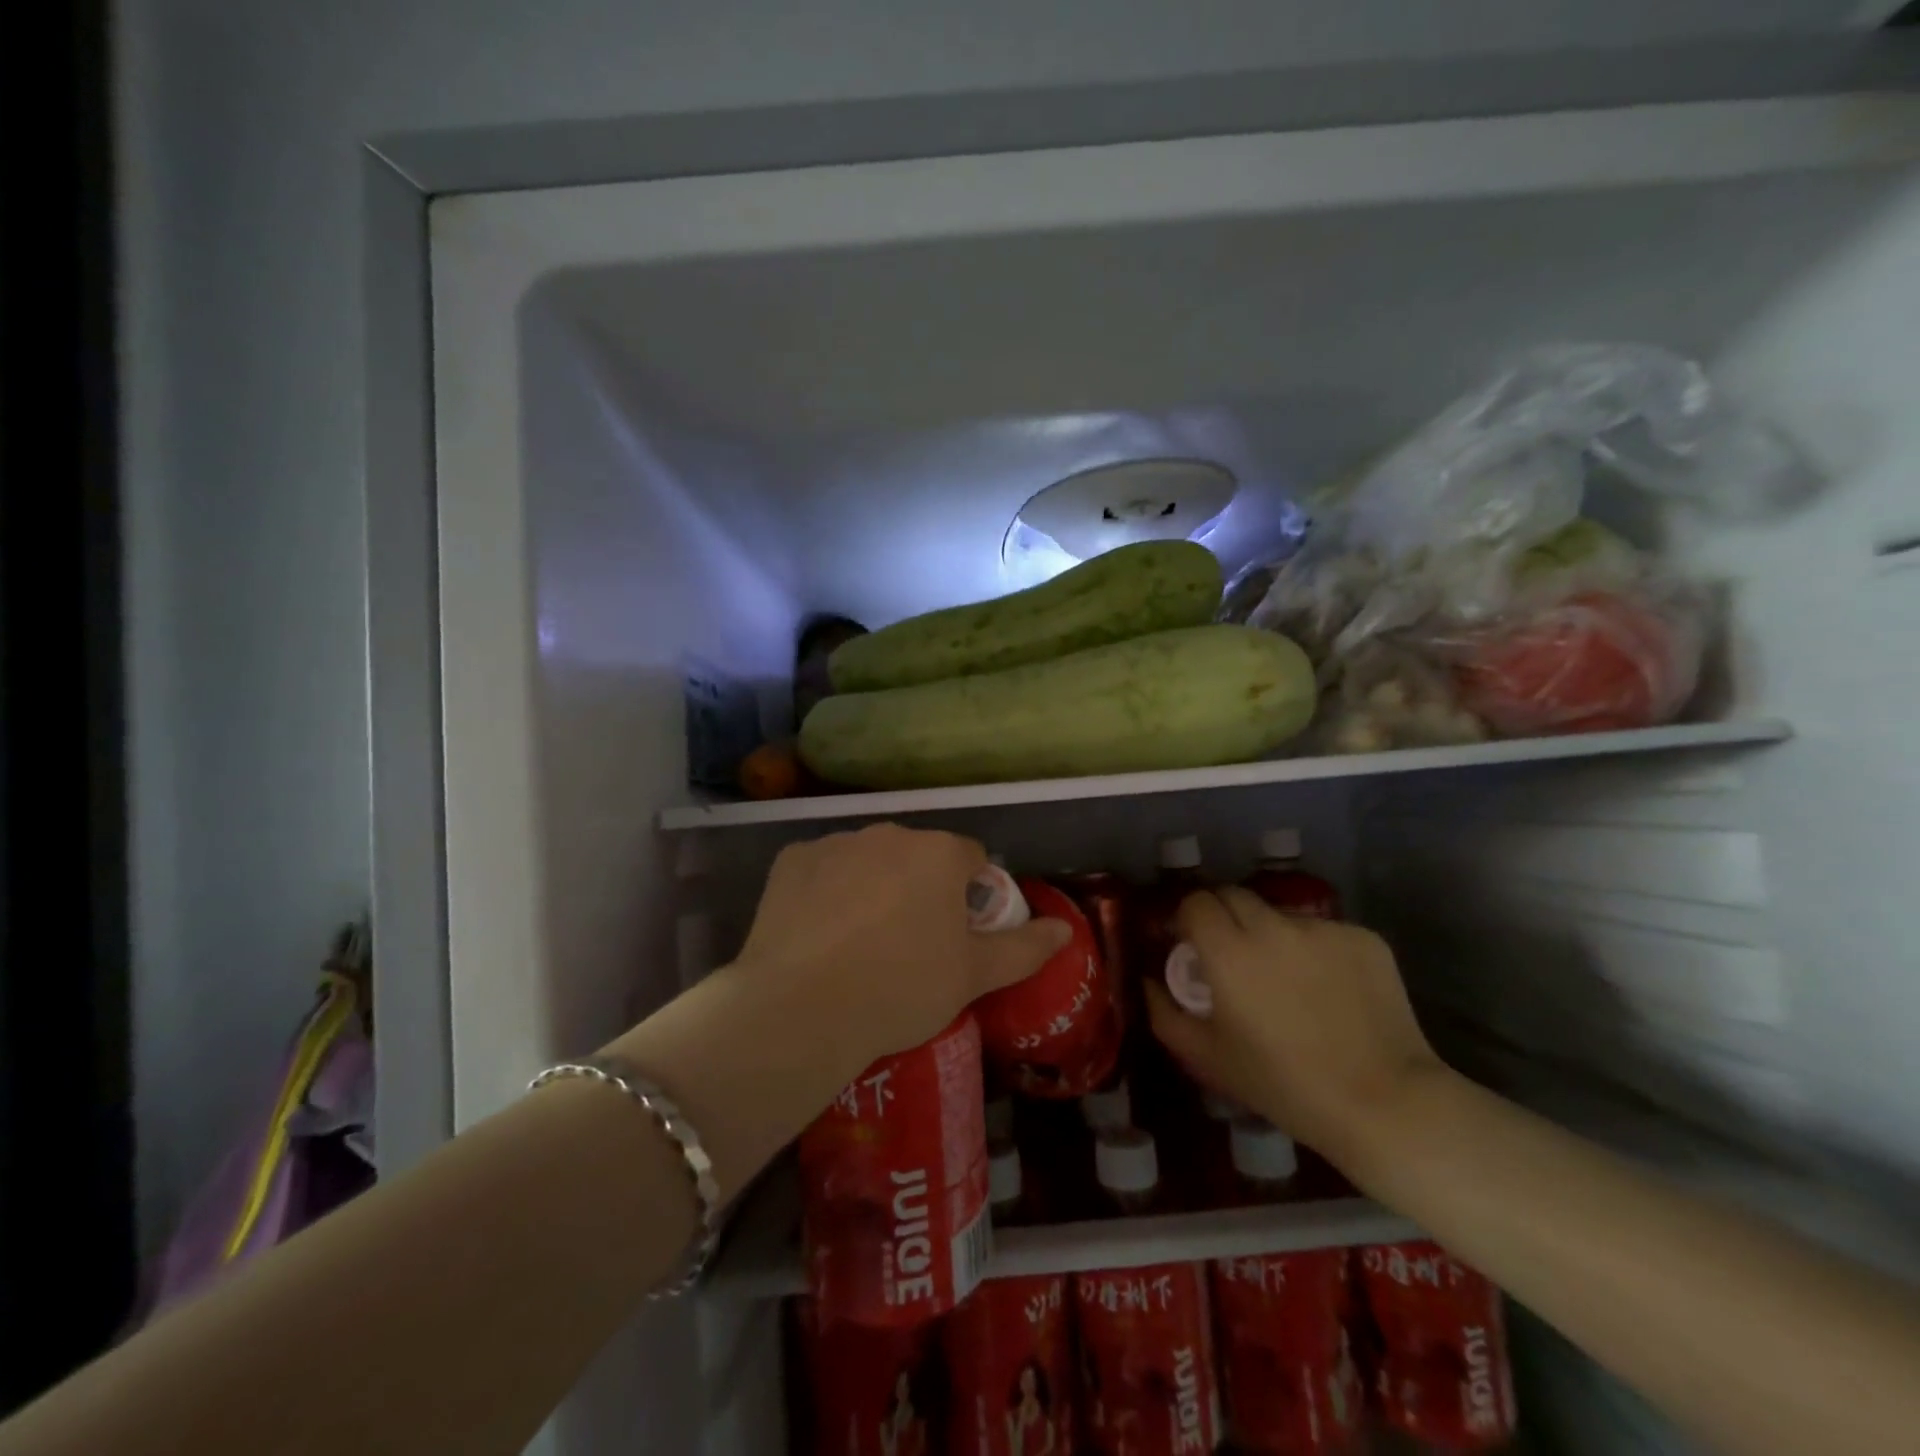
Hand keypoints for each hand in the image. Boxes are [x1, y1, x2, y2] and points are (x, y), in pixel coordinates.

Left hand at [732, 824, 1070, 1076]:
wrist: (801, 1008)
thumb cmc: (901, 988)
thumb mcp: (973, 976)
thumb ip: (1025, 948)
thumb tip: (1064, 931)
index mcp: (939, 853)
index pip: (970, 859)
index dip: (969, 896)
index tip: (955, 935)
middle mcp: (889, 833)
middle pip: (918, 856)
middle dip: (920, 888)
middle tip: (908, 944)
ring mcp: (836, 842)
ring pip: (869, 859)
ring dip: (873, 885)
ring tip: (858, 943)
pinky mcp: (791, 859)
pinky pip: (823, 869)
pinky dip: (827, 891)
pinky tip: (818, 933)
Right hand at [1144, 888, 1446, 1166]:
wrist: (1386, 1105)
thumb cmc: (1285, 1086)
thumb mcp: (1210, 1058)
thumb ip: (1164, 1013)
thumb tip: (1147, 981)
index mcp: (1229, 951)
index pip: (1195, 902)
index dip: (1188, 919)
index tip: (1190, 945)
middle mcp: (1273, 926)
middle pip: (1234, 896)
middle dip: (1225, 918)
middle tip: (1232, 957)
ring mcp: (1323, 928)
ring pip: (1280, 915)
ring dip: (1271, 935)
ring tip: (1287, 980)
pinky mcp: (1364, 938)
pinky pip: (1324, 932)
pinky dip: (1315, 951)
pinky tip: (1330, 991)